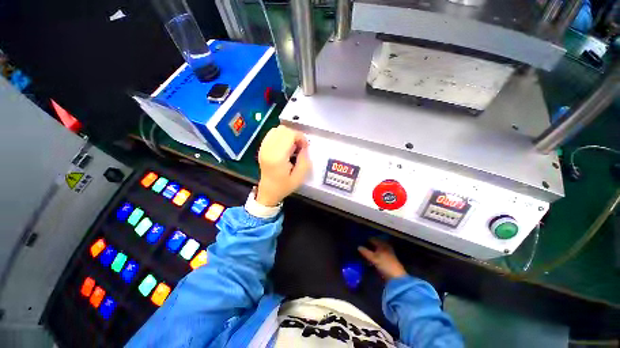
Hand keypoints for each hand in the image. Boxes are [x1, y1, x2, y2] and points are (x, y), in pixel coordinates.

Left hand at [256, 125, 310, 206]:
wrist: (268, 192)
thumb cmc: (283, 186)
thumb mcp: (299, 177)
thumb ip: (305, 160)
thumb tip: (305, 147)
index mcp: (277, 157)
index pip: (289, 134)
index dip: (300, 137)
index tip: (305, 146)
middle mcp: (268, 149)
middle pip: (283, 129)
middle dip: (295, 135)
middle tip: (300, 146)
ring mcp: (263, 148)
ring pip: (277, 129)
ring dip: (288, 135)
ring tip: (292, 146)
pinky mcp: (262, 148)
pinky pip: (271, 134)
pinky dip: (280, 136)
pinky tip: (285, 146)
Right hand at [358, 238, 407, 279]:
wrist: (397, 278)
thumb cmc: (385, 265)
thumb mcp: (373, 258)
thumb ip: (365, 252)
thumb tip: (358, 247)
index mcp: (382, 244)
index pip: (372, 239)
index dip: (366, 240)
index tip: (359, 242)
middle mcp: (385, 247)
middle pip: (375, 244)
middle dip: (368, 246)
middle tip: (360, 247)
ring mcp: (387, 254)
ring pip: (376, 250)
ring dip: (371, 251)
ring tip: (363, 253)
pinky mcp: (387, 261)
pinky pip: (378, 255)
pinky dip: (373, 256)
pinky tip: (369, 259)